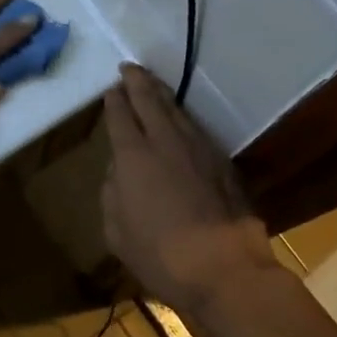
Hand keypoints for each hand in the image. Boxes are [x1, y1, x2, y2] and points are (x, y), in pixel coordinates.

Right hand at [102, 64, 271, 313]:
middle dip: (138, 82)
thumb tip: (117, 172)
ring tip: (154, 85)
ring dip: (163, 95)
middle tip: (130, 68)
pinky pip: (197, 129)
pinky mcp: (222, 162)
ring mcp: (198, 149)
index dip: (115, 101)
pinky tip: (182, 120)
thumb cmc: (160, 255)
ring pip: (177, 111)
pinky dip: (184, 118)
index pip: (120, 116)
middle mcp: (165, 142)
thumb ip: (112, 194)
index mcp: (133, 156)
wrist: (224, 268)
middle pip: (150, 101)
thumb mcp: (117, 231)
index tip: (112, 89)